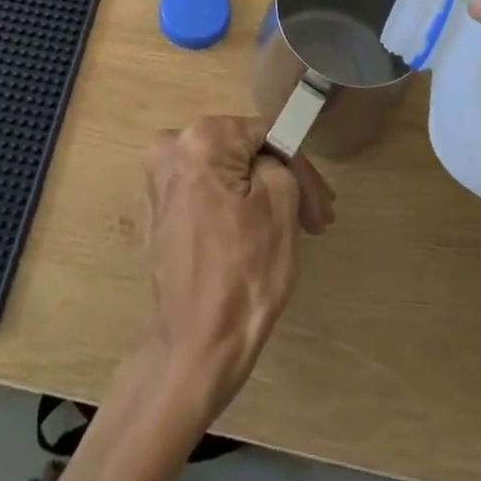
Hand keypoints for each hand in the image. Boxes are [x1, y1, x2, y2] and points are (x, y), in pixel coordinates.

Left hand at [144, 116, 332, 415]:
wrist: (196, 346)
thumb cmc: (244, 272)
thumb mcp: (281, 204)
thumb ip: (281, 162)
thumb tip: (270, 160)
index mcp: (200, 138)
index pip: (266, 134)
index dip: (300, 166)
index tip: (322, 204)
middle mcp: (170, 148)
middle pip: (244, 152)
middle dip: (283, 181)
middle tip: (316, 216)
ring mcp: (158, 181)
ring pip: (226, 174)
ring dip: (262, 195)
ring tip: (296, 227)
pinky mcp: (157, 212)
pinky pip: (207, 194)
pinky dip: (234, 207)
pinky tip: (259, 234)